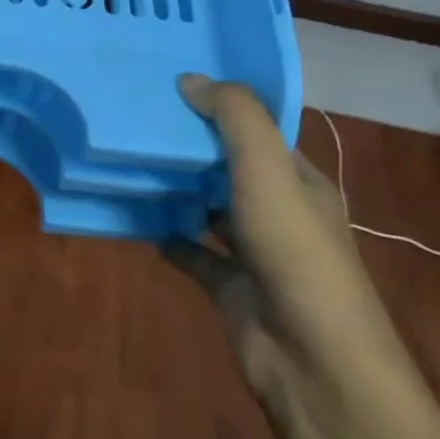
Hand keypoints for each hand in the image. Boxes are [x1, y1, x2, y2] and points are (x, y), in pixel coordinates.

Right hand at [161, 75, 410, 412]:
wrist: (311, 359)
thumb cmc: (294, 251)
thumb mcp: (268, 168)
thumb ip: (234, 117)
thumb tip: (189, 79)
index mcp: (299, 180)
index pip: (259, 132)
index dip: (221, 108)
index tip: (172, 86)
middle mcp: (278, 211)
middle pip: (229, 167)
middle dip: (191, 146)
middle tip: (138, 117)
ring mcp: (254, 251)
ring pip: (208, 208)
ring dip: (176, 189)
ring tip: (128, 159)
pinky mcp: (229, 286)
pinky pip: (190, 251)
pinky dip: (166, 235)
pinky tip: (135, 217)